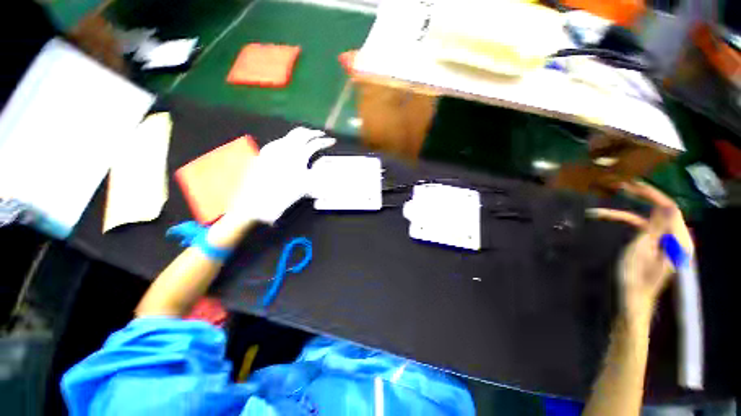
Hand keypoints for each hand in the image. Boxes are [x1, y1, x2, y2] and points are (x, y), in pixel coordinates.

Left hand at [225, 127, 335, 225]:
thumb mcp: (309, 183)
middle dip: (313, 133)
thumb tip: (326, 160)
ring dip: (301, 135)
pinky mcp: (265, 151)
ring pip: (290, 135)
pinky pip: (280, 141)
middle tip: (320, 135)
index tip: (332, 141)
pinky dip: (289, 141)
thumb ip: (319, 169)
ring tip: (307, 138)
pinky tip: (290, 146)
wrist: (262, 199)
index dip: (325, 142)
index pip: (316, 143)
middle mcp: (286, 147)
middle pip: (302, 132)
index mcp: (299, 154)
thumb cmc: (288, 192)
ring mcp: (274, 148)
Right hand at [588, 181, 693, 321]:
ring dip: (628, 213)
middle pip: (662, 212)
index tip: (633, 185)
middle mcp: (677, 239)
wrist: (633, 299)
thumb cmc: (636, 277)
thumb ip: (656, 227)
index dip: (653, 194)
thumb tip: (665, 205)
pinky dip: (630, 224)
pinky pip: (646, 230)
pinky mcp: (657, 248)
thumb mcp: (643, 250)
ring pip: (650, 220)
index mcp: (678, 241)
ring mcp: (667, 244)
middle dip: (641, 199)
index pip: (670, 208)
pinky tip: (613, 220)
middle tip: (620, 190)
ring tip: (603, 212)